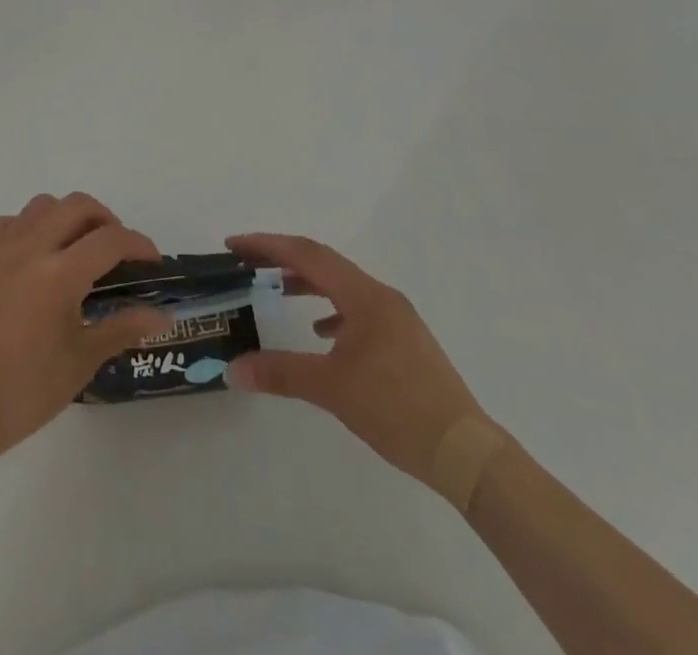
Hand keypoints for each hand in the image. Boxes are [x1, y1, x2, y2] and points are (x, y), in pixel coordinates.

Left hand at [0, 193, 168, 466]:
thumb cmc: (23, 393)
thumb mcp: (80, 362)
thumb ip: (122, 328)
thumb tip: (162, 316)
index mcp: (59, 276)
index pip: (110, 240)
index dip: (138, 244)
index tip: (151, 262)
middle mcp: (29, 249)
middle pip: (77, 206)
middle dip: (106, 220)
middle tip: (116, 251)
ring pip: (41, 206)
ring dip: (67, 217)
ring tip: (76, 250)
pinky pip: (9, 224)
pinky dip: (31, 228)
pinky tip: (35, 260)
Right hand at [225, 233, 485, 488]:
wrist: (465, 452)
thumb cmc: (396, 409)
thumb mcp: (331, 389)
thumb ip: (280, 373)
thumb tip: (232, 369)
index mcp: (364, 296)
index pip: (307, 255)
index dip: (267, 245)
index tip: (234, 245)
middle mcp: (381, 296)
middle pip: (324, 262)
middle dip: (283, 258)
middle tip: (247, 262)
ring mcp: (397, 317)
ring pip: (342, 284)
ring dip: (308, 282)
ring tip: (277, 290)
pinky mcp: (404, 339)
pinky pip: (358, 308)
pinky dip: (332, 309)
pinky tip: (322, 332)